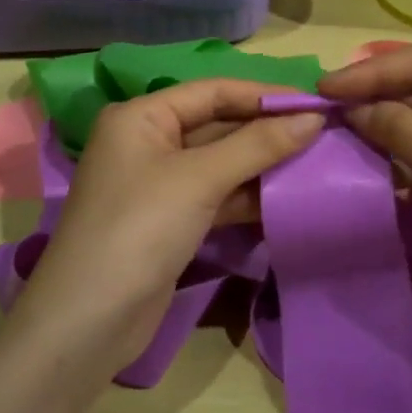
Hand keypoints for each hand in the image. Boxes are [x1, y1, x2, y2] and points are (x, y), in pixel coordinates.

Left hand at [8, 81, 324, 377]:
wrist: (89, 322)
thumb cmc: (140, 228)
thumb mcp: (199, 179)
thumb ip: (257, 145)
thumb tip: (312, 117)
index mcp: (142, 117)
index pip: (212, 91)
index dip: (263, 95)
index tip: (315, 102)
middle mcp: (148, 142)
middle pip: (217, 125)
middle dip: (266, 130)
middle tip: (322, 133)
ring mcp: (158, 184)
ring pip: (220, 163)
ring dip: (262, 164)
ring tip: (315, 162)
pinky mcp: (170, 221)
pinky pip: (216, 195)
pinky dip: (247, 196)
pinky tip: (286, 197)